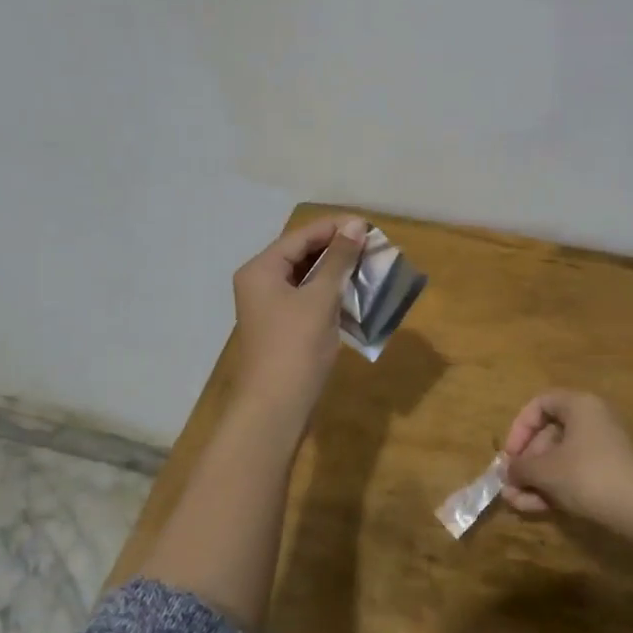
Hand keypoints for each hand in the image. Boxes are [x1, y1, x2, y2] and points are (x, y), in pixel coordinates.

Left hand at [233, 214, 368, 407]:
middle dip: (337, 248)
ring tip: (368, 264)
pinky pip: (307, 296)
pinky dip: (329, 291)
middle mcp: (261, 281)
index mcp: (261, 269)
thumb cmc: (296, 347)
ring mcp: (270, 305)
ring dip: (336, 269)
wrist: (276, 406)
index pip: (301, 235)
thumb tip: (357, 225)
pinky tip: (354, 291)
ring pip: (306, 276)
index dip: (335, 228)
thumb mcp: (320, 298)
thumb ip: (338, 259)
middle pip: (301, 253)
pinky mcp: (282, 325)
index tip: (370, 225)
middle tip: (372, 245)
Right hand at [500, 390, 632, 546]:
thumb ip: (520, 467)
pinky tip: (537, 508)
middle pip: (549, 434)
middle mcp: (594, 419)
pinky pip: (576, 472)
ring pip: (561, 457)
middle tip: (511, 485)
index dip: (519, 428)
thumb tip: (505, 471)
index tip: (509, 455)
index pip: (540, 404)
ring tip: (517, 503)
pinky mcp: (612, 472)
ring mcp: (605, 447)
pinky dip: (556, 486)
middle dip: (526, 462)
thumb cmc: (589, 477)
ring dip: (536, 479)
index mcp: (581, 405)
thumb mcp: (546, 471)